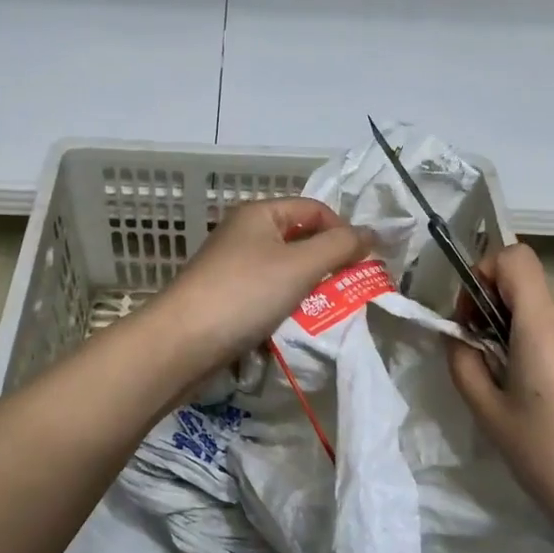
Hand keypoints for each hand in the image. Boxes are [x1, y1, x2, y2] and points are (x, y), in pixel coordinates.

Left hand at [152, 197, 367, 376]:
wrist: (181, 343)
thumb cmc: (244, 294)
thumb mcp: (300, 265)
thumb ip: (340, 247)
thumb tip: (371, 233)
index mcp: (259, 214)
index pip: (315, 209)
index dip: (342, 231)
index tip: (363, 263)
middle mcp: (244, 233)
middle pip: (300, 238)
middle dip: (327, 262)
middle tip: (349, 289)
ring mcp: (232, 266)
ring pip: (285, 269)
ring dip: (308, 287)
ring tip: (325, 309)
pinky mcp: (227, 296)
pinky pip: (267, 293)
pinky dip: (285, 304)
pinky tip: (294, 324)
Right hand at [447, 244, 553, 552]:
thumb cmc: (549, 461)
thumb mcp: (488, 415)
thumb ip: (464, 363)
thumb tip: (460, 337)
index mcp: (545, 328)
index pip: (516, 258)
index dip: (488, 270)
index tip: (477, 314)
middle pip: (536, 302)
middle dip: (509, 325)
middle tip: (501, 376)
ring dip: (544, 350)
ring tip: (544, 406)